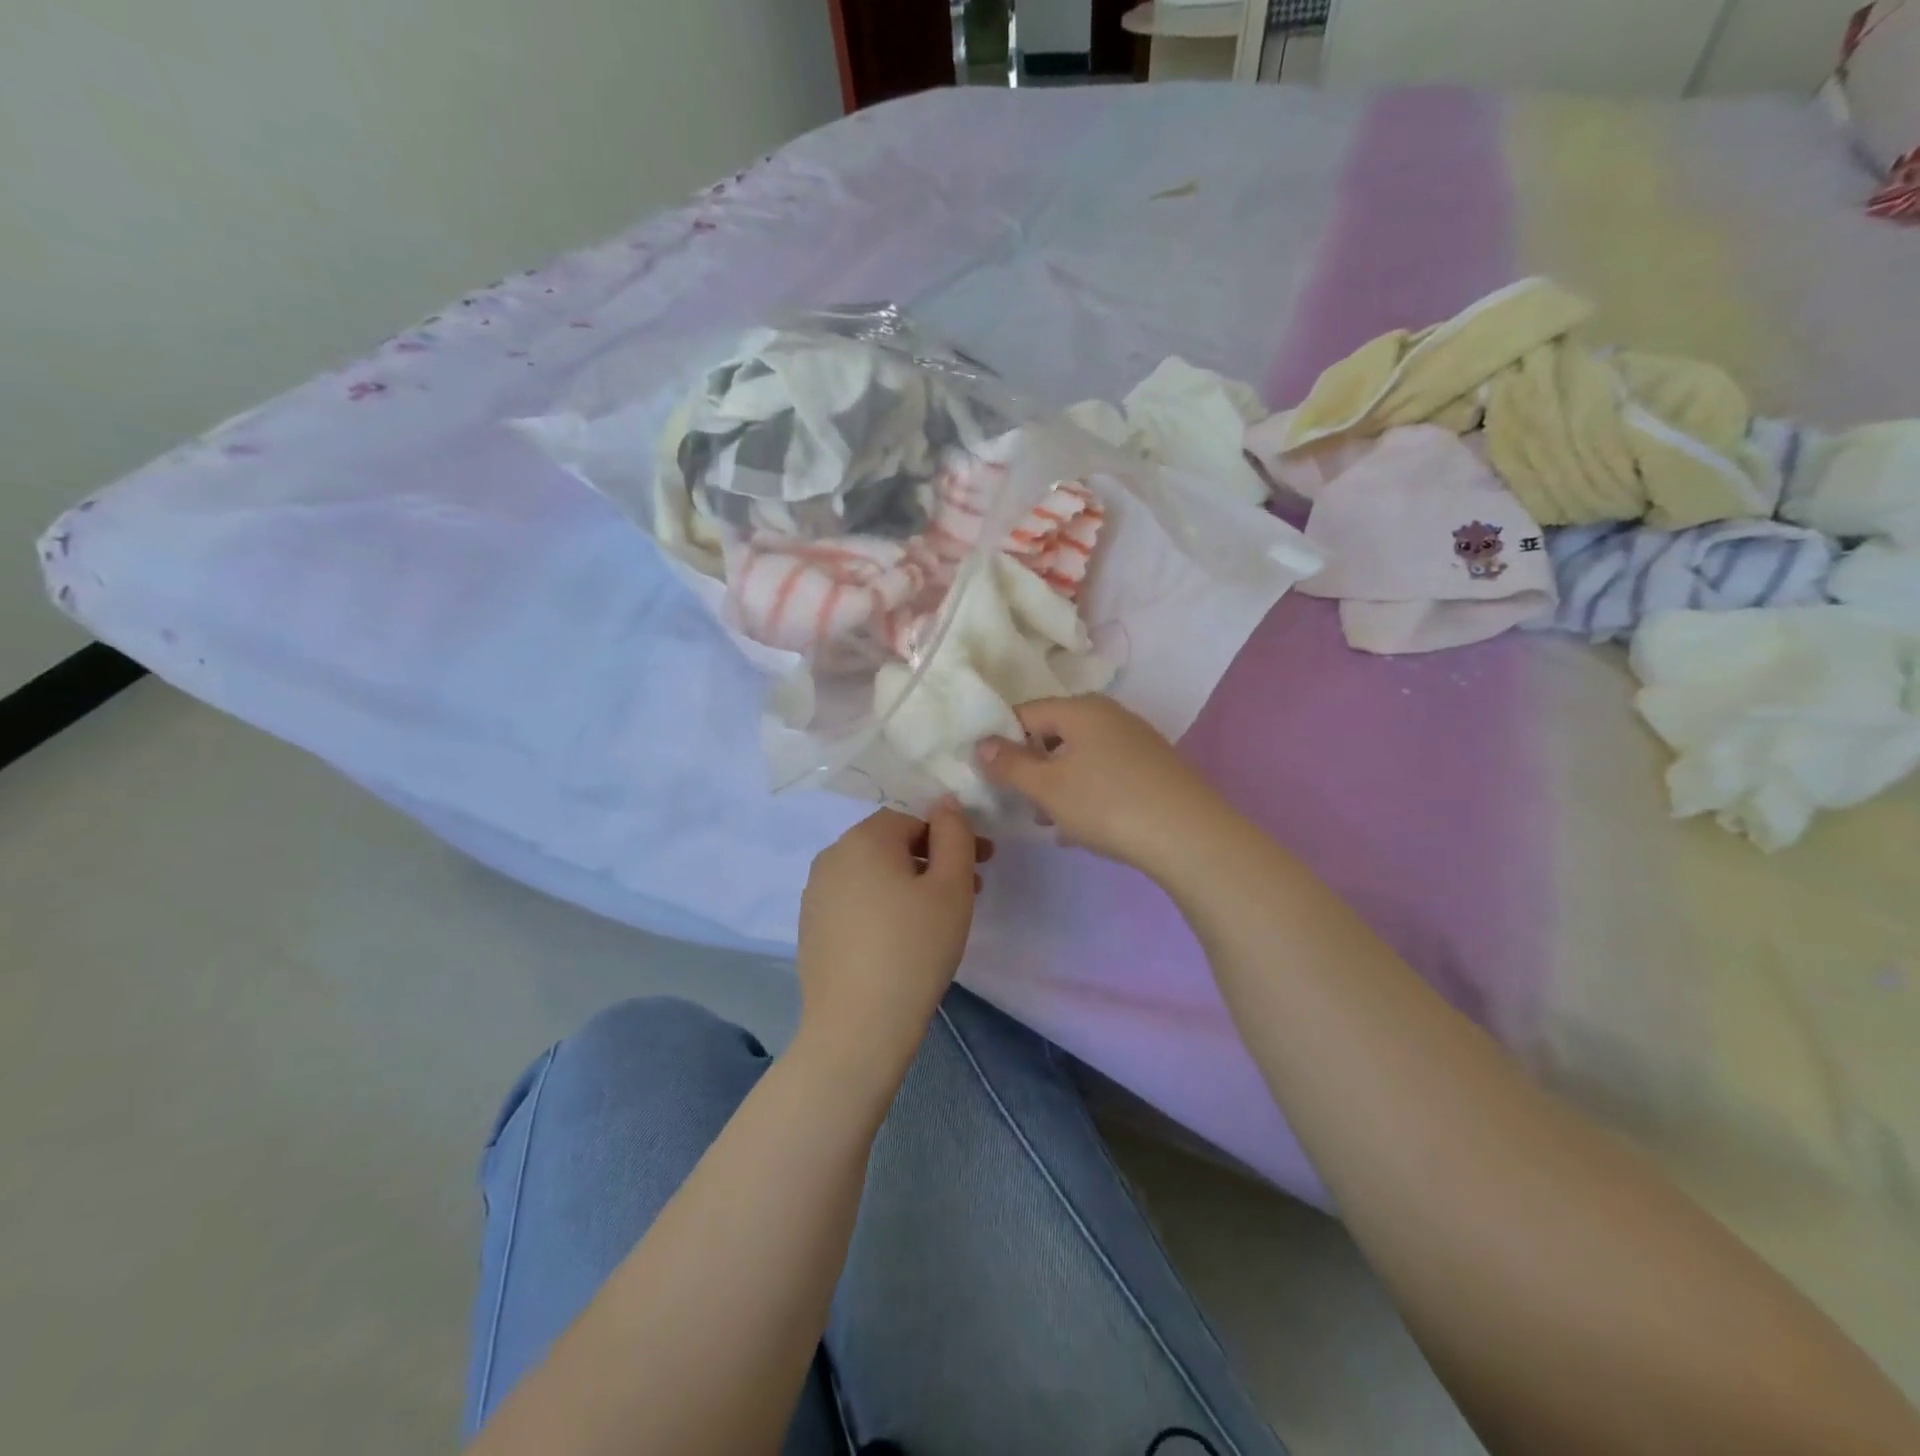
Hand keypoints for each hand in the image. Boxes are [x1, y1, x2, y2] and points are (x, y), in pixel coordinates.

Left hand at [795, 802, 987, 1069]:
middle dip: (933, 860)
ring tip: (938, 918)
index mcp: (864, 838)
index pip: (914, 819)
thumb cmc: (914, 949)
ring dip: (909, 883)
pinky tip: (901, 939)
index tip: (983, 863)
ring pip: (873, 874)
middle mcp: (832, 856)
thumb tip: (945, 802)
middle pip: (891, 844)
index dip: (951, 837)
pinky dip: (882, 906)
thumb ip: (955, 835)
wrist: (858, 1027)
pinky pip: (854, 901)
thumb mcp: (951, 887)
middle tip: (969, 891)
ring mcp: (815, 893)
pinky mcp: (811, 926)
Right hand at [975, 695, 1229, 875]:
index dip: (1001, 741)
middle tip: (1023, 802)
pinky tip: (1087, 826)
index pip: (1025, 713)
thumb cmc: (1107, 804)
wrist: (1189, 836)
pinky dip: (1089, 792)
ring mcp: (1136, 739)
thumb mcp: (1048, 787)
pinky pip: (1106, 772)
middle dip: (1033, 767)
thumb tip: (981, 744)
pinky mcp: (1154, 767)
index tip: (992, 775)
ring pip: (1081, 756)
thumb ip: (1010, 764)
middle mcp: (1110, 714)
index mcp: (1080, 709)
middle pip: (1055, 734)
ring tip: (1053, 821)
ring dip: (1060, 784)